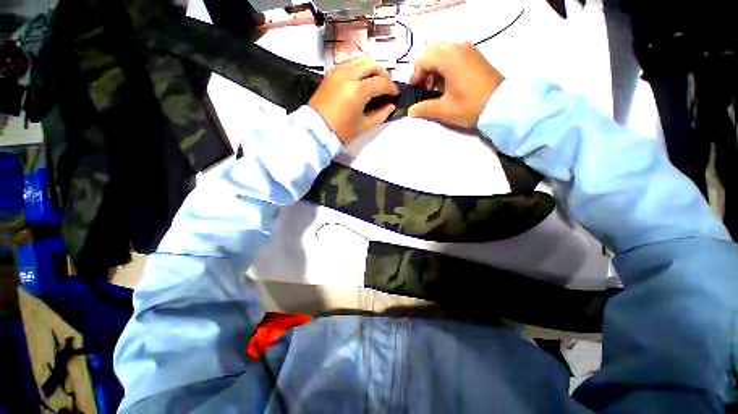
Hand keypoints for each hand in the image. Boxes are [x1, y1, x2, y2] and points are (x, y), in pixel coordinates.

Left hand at [309, 58, 399, 143]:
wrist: (316, 130)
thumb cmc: (341, 131)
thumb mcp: (364, 125)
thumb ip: (380, 114)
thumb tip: (391, 106)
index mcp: (358, 90)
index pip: (380, 82)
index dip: (391, 87)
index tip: (395, 94)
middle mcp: (349, 75)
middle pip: (371, 64)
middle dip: (382, 72)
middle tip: (386, 84)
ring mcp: (338, 72)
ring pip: (359, 60)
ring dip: (370, 68)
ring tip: (375, 80)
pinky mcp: (330, 74)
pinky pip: (348, 64)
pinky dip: (358, 68)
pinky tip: (361, 79)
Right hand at [407, 43, 503, 127]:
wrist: (502, 106)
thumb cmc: (470, 106)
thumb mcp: (444, 110)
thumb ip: (424, 108)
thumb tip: (410, 110)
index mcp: (449, 58)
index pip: (423, 58)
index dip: (416, 74)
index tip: (416, 90)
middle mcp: (458, 48)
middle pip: (432, 51)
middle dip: (424, 69)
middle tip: (424, 88)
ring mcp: (468, 50)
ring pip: (442, 52)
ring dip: (434, 68)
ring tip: (434, 87)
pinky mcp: (474, 56)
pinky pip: (453, 55)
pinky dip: (445, 66)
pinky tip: (446, 83)